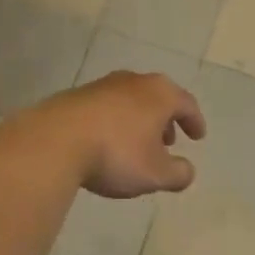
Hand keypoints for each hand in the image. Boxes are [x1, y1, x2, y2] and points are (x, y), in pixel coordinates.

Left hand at [27, 71, 206, 197]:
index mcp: (160, 93)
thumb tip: (188, 170)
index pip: (186, 103)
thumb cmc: (116, 153)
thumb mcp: (155, 174)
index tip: (198, 136)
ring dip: (140, 120)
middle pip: (158, 97)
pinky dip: (116, 121)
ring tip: (138, 144)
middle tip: (169, 141)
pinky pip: (108, 106)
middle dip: (166, 119)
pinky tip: (108, 141)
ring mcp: (104, 84)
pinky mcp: (78, 94)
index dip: (195, 121)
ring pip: (132, 100)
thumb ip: (178, 173)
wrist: (56, 139)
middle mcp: (134, 81)